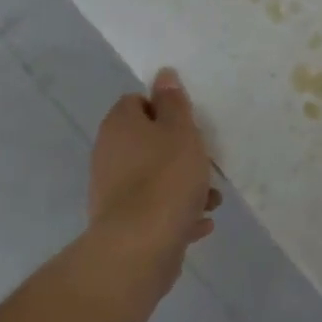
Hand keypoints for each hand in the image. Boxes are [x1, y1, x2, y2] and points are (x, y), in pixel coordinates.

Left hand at [87, 68, 220, 284]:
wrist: (141, 246)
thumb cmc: (166, 177)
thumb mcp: (181, 130)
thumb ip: (174, 102)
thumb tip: (163, 75)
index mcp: (119, 126)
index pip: (137, 102)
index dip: (164, 108)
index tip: (189, 122)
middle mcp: (109, 155)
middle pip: (148, 142)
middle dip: (180, 150)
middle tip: (205, 159)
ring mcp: (113, 192)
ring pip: (155, 177)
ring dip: (184, 184)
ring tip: (212, 198)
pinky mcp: (124, 224)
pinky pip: (156, 209)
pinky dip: (177, 212)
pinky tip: (200, 221)